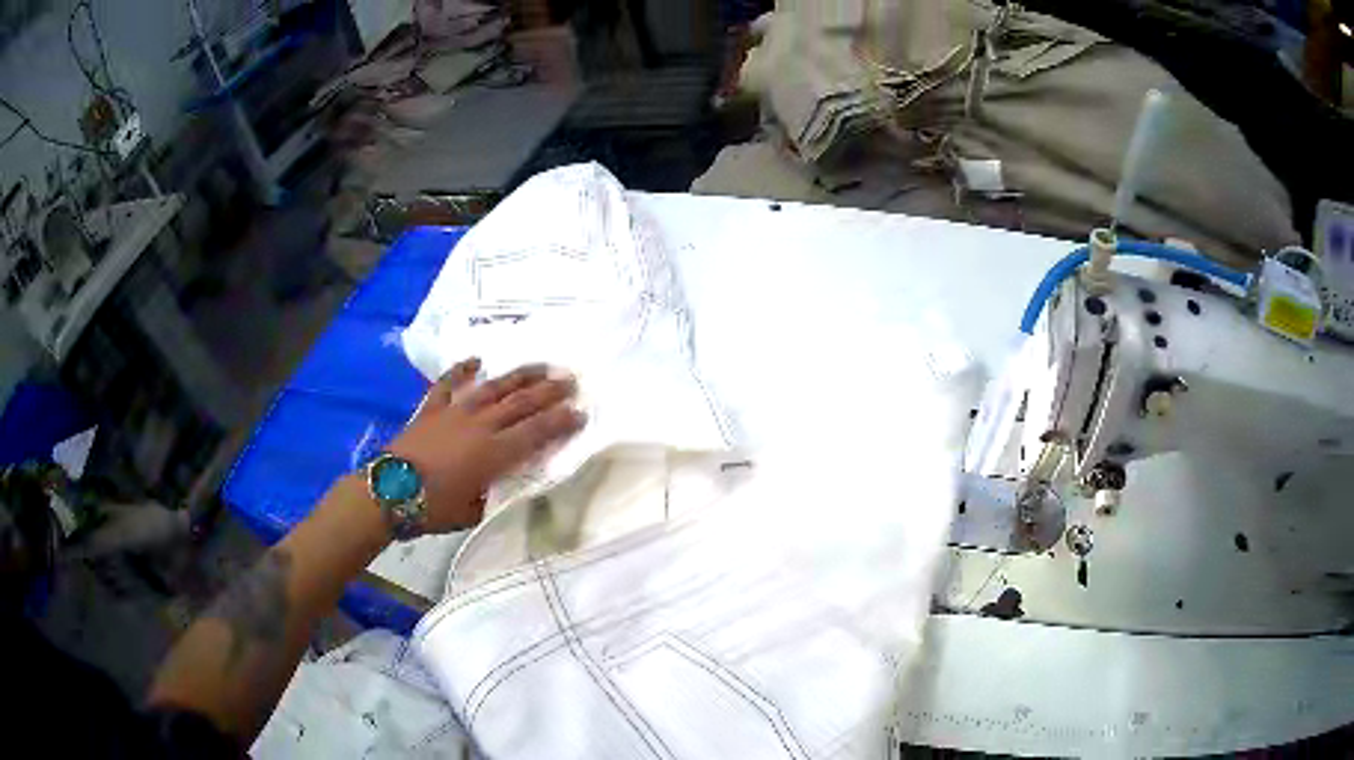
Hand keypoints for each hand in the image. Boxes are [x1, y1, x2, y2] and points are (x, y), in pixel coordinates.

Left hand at [386, 358, 585, 534]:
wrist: (389, 492)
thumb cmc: (434, 509)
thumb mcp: (474, 512)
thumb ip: (493, 494)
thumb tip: (503, 484)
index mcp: (495, 454)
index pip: (537, 433)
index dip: (561, 422)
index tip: (581, 412)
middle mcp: (481, 426)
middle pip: (521, 404)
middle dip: (550, 391)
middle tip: (571, 379)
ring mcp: (456, 412)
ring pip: (494, 388)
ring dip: (519, 376)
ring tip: (541, 365)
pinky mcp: (432, 409)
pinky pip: (449, 385)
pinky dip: (462, 371)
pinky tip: (476, 360)